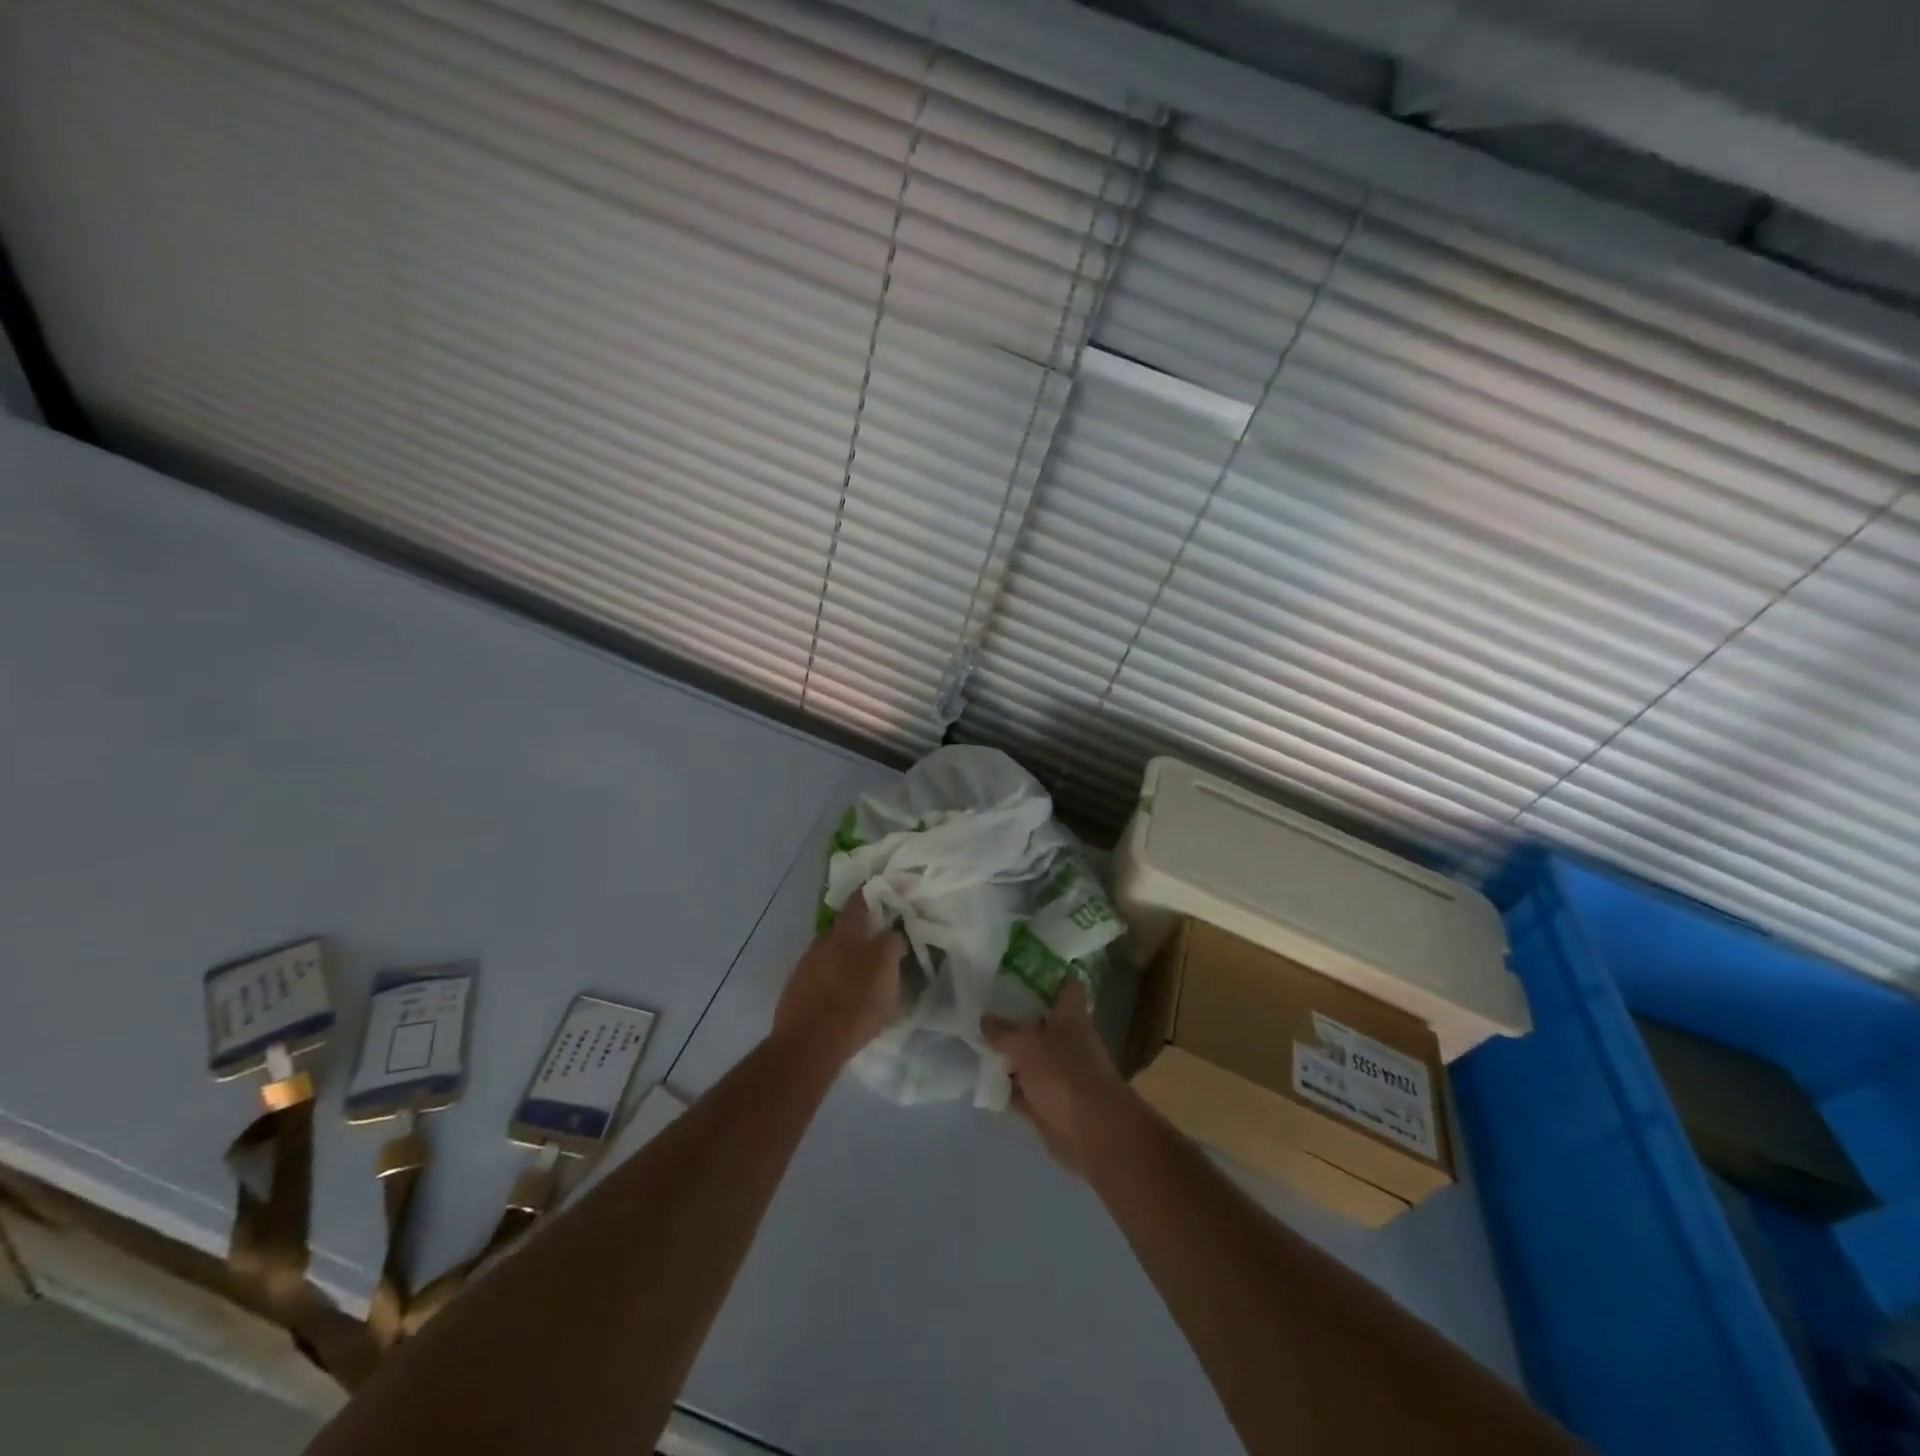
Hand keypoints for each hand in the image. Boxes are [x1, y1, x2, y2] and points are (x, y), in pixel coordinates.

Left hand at [772, 889, 904, 1066]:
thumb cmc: (854, 1002)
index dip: (872, 894)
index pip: (859, 901)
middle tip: (882, 946)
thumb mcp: (887, 970)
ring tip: (865, 979)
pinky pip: (824, 980)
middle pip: (846, 930)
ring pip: (834, 956)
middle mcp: (822, 942)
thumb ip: (892, 945)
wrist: (808, 1044)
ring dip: (849, 962)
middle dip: (863, 935)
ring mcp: (806, 967)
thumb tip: (892, 936)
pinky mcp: (797, 992)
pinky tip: (845, 999)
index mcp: (845, 932)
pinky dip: (836, 983)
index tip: (885, 894)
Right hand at [981, 979, 1134, 1175]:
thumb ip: (1004, 1030)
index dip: (1044, 972)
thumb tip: (985, 1018)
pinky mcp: (1047, 1101)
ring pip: (1028, 1054)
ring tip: (973, 1034)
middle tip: (982, 999)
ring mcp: (1057, 1071)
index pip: (1063, 983)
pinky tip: (980, 1076)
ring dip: (1006, 1050)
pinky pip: (1021, 1087)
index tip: (1017, 965)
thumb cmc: (1064, 1074)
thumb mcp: (1027, 1043)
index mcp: (1071, 1015)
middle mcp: (1066, 1039)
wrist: (1092, 1132)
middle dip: (1014, 1012)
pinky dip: (1005, 1084)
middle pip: (1039, 1019)